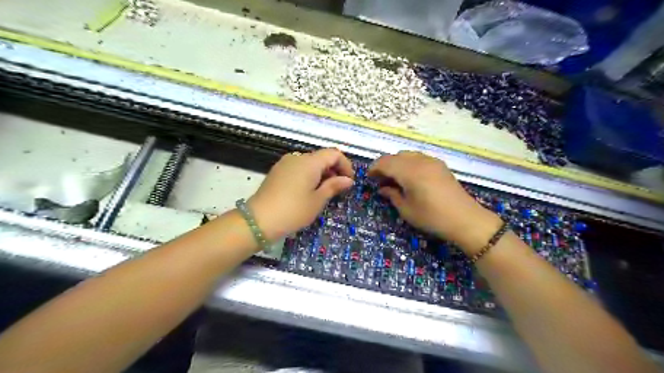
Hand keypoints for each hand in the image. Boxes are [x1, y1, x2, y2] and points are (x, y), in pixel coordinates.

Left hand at [247, 149, 352, 241]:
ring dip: (321, 174)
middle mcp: (297, 157)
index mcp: (309, 162)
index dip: (345, 165)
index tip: (349, 182)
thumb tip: (348, 180)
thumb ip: (334, 186)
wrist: (259, 220)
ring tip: (323, 193)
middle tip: (338, 190)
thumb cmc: (293, 211)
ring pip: (310, 163)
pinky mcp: (277, 171)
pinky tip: (308, 192)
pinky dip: (309, 176)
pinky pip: (299, 168)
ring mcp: (285, 163)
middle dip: (334, 170)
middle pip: (322, 157)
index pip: (334, 154)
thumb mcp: (317, 200)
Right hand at [368, 151, 503, 253]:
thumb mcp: (407, 210)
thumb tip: (383, 188)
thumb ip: (392, 195)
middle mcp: (420, 161)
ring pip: (407, 155)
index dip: (374, 168)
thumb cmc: (432, 217)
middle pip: (395, 156)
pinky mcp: (440, 165)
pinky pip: (419, 158)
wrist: (466, 219)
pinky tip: (410, 177)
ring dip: (397, 163)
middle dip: (385, 165)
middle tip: (380, 180)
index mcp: (409, 171)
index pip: (385, 162)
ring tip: (394, 178)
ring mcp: (432, 161)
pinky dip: (409, 163)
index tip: (369, 178)